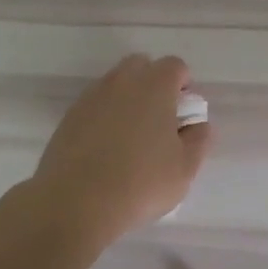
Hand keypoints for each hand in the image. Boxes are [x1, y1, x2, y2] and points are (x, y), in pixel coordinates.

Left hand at [28, 55, 211, 243]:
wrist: (75, 202)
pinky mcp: (68, 118)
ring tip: (131, 138)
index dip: (184, 85)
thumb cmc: (141, 182)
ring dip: (127, 100)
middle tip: (159, 120)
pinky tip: (106, 149)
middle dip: (153, 84)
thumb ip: (199, 140)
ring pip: (115, 84)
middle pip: (141, 66)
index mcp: (155, 86)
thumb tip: (198, 125)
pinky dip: (104, 117)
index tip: (184, 113)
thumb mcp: (185, 168)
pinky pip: (94, 106)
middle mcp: (122, 82)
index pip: (175, 66)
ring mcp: (91, 98)